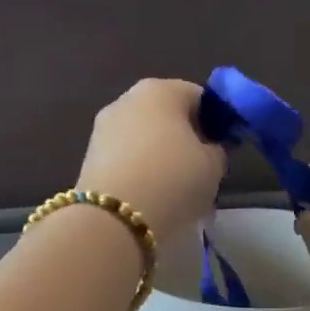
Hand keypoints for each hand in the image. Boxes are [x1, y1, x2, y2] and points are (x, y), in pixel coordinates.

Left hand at [77, 79, 225, 238]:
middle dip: (183, 142)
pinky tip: (149, 201)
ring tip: (173, 194)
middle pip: (166, 118)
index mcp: (160, 89)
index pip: (198, 97)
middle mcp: (126, 100)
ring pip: (142, 141)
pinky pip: (124, 162)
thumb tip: (208, 150)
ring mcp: (102, 129)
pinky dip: (138, 175)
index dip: (214, 124)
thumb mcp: (213, 167)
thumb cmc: (172, 181)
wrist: (113, 221)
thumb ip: (216, 151)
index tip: (221, 152)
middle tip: (198, 175)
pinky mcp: (88, 159)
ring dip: (159, 161)